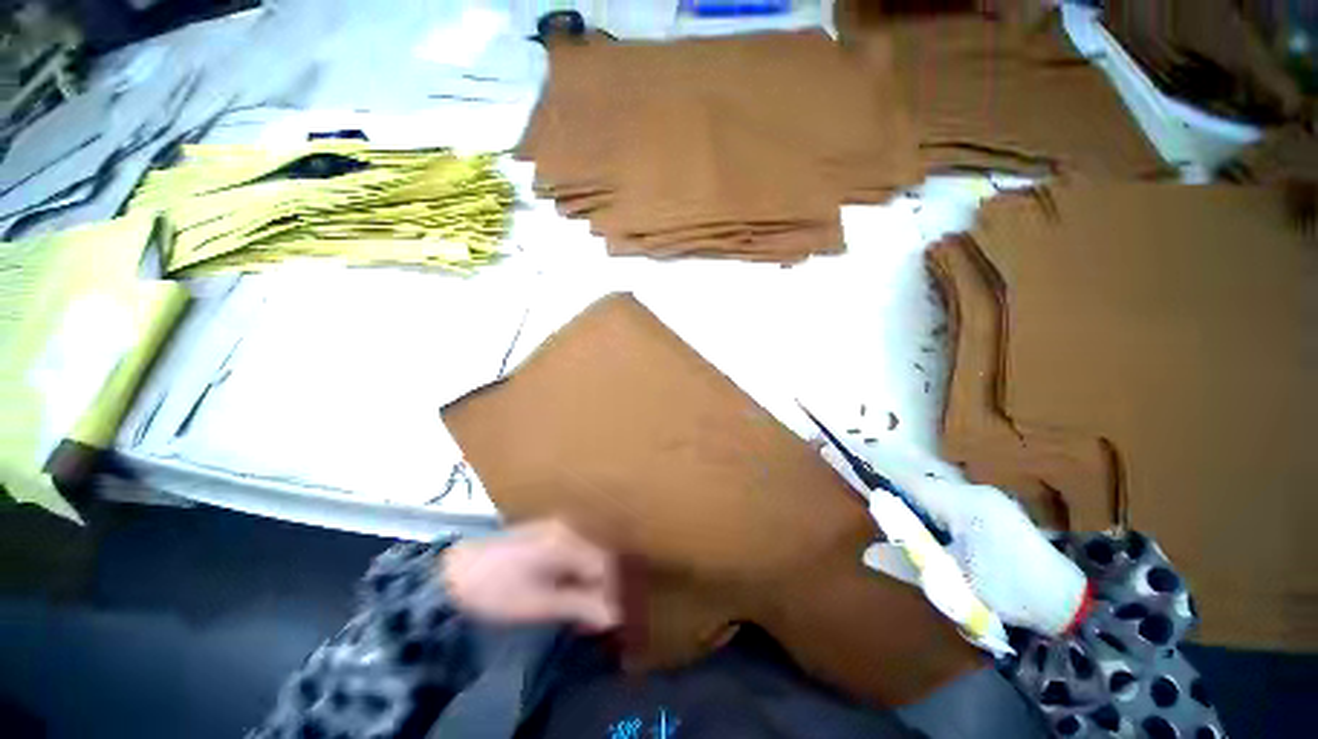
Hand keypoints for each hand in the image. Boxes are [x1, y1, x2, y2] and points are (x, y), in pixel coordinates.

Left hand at [441, 520, 620, 630]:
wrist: (456, 570)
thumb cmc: (496, 590)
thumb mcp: (538, 603)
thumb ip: (578, 605)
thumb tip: (614, 616)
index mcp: (567, 541)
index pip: (606, 564)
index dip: (613, 593)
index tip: (610, 621)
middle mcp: (569, 527)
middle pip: (601, 556)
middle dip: (605, 587)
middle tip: (599, 617)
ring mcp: (559, 527)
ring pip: (590, 554)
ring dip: (592, 582)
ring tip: (586, 609)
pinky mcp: (549, 533)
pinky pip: (577, 551)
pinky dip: (579, 573)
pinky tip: (571, 591)